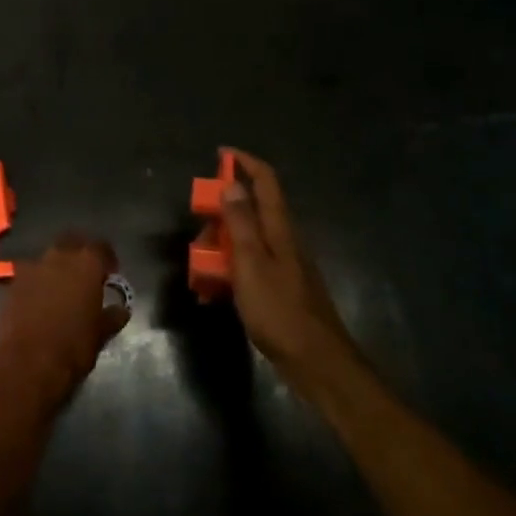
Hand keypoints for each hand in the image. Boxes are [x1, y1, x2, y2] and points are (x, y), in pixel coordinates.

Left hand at [0, 235, 130, 407]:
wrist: (28, 363)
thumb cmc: (73, 347)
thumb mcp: (101, 333)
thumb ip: (112, 316)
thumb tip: (121, 309)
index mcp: (86, 264)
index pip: (101, 247)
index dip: (107, 258)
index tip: (111, 272)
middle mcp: (58, 257)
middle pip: (71, 242)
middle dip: (79, 253)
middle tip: (86, 273)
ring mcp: (32, 267)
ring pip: (48, 257)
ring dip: (56, 267)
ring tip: (62, 287)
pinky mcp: (12, 282)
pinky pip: (30, 274)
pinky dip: (38, 282)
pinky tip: (40, 300)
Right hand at [221, 152, 359, 383]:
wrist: (316, 362)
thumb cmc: (280, 311)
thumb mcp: (251, 264)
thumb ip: (241, 223)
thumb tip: (233, 183)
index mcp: (279, 230)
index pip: (266, 182)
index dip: (245, 162)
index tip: (221, 153)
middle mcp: (284, 241)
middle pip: (252, 211)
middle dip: (221, 213)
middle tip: (199, 230)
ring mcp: (284, 266)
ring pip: (247, 241)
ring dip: (221, 246)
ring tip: (199, 269)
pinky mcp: (280, 289)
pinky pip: (248, 268)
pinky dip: (229, 271)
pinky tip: (212, 293)